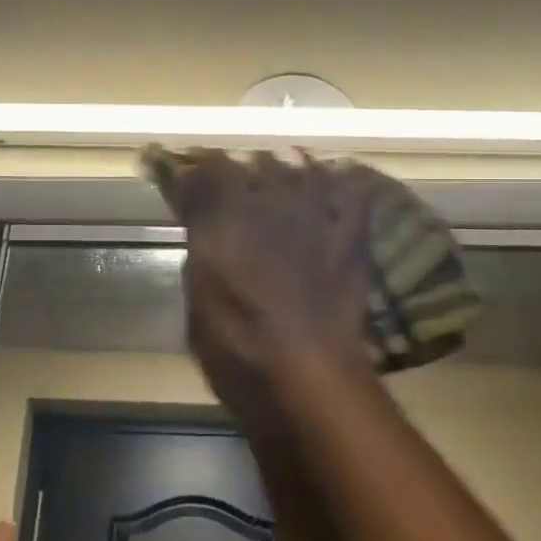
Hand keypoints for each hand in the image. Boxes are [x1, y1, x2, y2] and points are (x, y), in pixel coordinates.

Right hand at [166, 151, 374, 397]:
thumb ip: (200, 260)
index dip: (195, 171)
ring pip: (301, 166)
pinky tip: (331, 191)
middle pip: (255, 162)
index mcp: (221, 224)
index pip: (206, 171)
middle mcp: (266, 207)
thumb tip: (203, 235)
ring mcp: (314, 216)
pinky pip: (351, 192)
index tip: (189, 180)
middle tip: (238, 186)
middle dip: (244, 171)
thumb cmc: (239, 353)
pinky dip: (339, 185)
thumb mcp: (197, 311)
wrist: (309, 378)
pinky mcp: (351, 235)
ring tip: (282, 183)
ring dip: (288, 170)